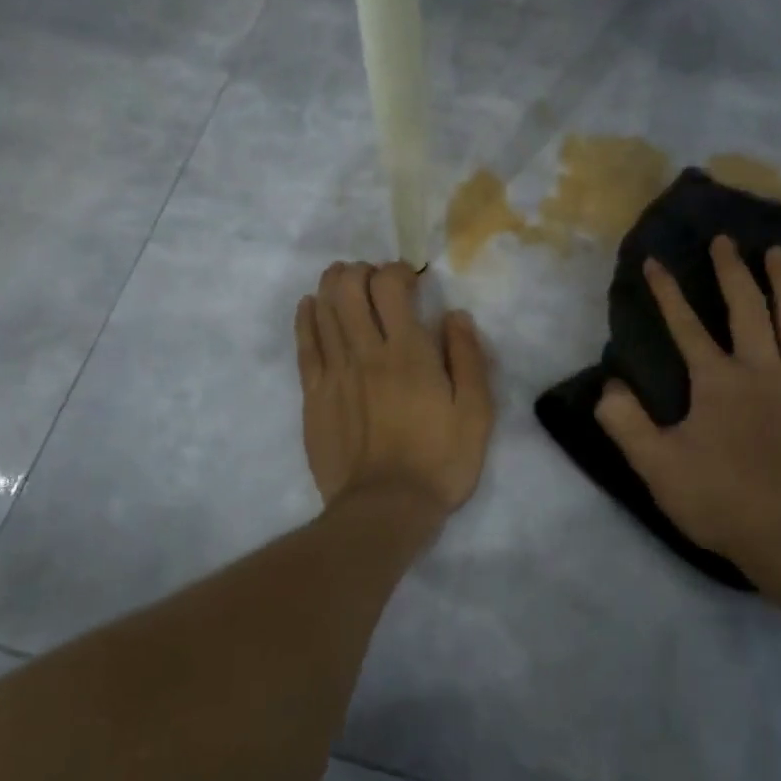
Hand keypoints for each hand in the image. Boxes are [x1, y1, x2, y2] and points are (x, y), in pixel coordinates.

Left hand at [295, 261, 494, 514]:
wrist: (385, 509)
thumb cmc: (439, 460)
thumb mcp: (476, 412)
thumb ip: (468, 358)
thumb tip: (455, 315)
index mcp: (408, 352)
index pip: (389, 286)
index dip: (397, 271)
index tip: (411, 281)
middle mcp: (365, 352)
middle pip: (348, 288)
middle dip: (360, 271)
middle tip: (375, 281)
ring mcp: (334, 372)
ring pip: (323, 309)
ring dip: (333, 285)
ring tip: (346, 283)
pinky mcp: (313, 395)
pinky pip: (304, 344)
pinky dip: (306, 317)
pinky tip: (311, 305)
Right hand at [595, 237, 780, 583]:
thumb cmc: (722, 501)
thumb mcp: (657, 467)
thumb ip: (626, 423)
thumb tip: (608, 386)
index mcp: (717, 381)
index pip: (685, 326)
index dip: (667, 292)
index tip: (655, 261)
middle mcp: (762, 369)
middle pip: (746, 308)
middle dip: (731, 271)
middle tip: (725, 240)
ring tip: (778, 252)